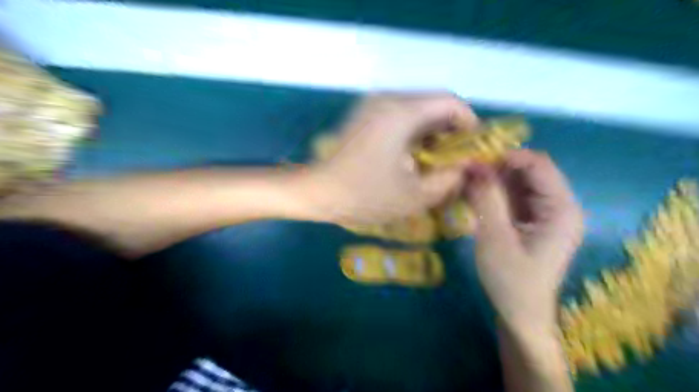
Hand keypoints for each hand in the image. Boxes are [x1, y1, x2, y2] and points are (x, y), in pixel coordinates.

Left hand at [303, 92, 477, 224]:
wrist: (316, 192)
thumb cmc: (363, 196)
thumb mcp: (414, 196)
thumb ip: (448, 180)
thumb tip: (464, 167)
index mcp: (400, 113)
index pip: (449, 102)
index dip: (469, 122)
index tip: (473, 147)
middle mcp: (386, 99)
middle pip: (433, 103)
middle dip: (451, 129)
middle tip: (458, 157)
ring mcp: (372, 105)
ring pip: (417, 109)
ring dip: (433, 131)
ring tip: (438, 160)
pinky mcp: (364, 115)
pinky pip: (400, 115)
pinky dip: (415, 131)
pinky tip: (415, 155)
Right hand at [463, 150, 584, 333]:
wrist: (520, 316)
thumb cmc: (511, 280)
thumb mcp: (495, 236)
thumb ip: (486, 197)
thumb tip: (472, 163)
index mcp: (562, 209)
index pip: (538, 165)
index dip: (506, 156)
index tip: (474, 159)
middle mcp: (560, 206)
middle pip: (529, 172)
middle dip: (497, 168)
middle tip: (465, 170)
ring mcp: (546, 214)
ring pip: (519, 183)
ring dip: (493, 180)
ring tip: (465, 181)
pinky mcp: (533, 221)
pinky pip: (514, 197)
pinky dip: (495, 193)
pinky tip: (474, 195)